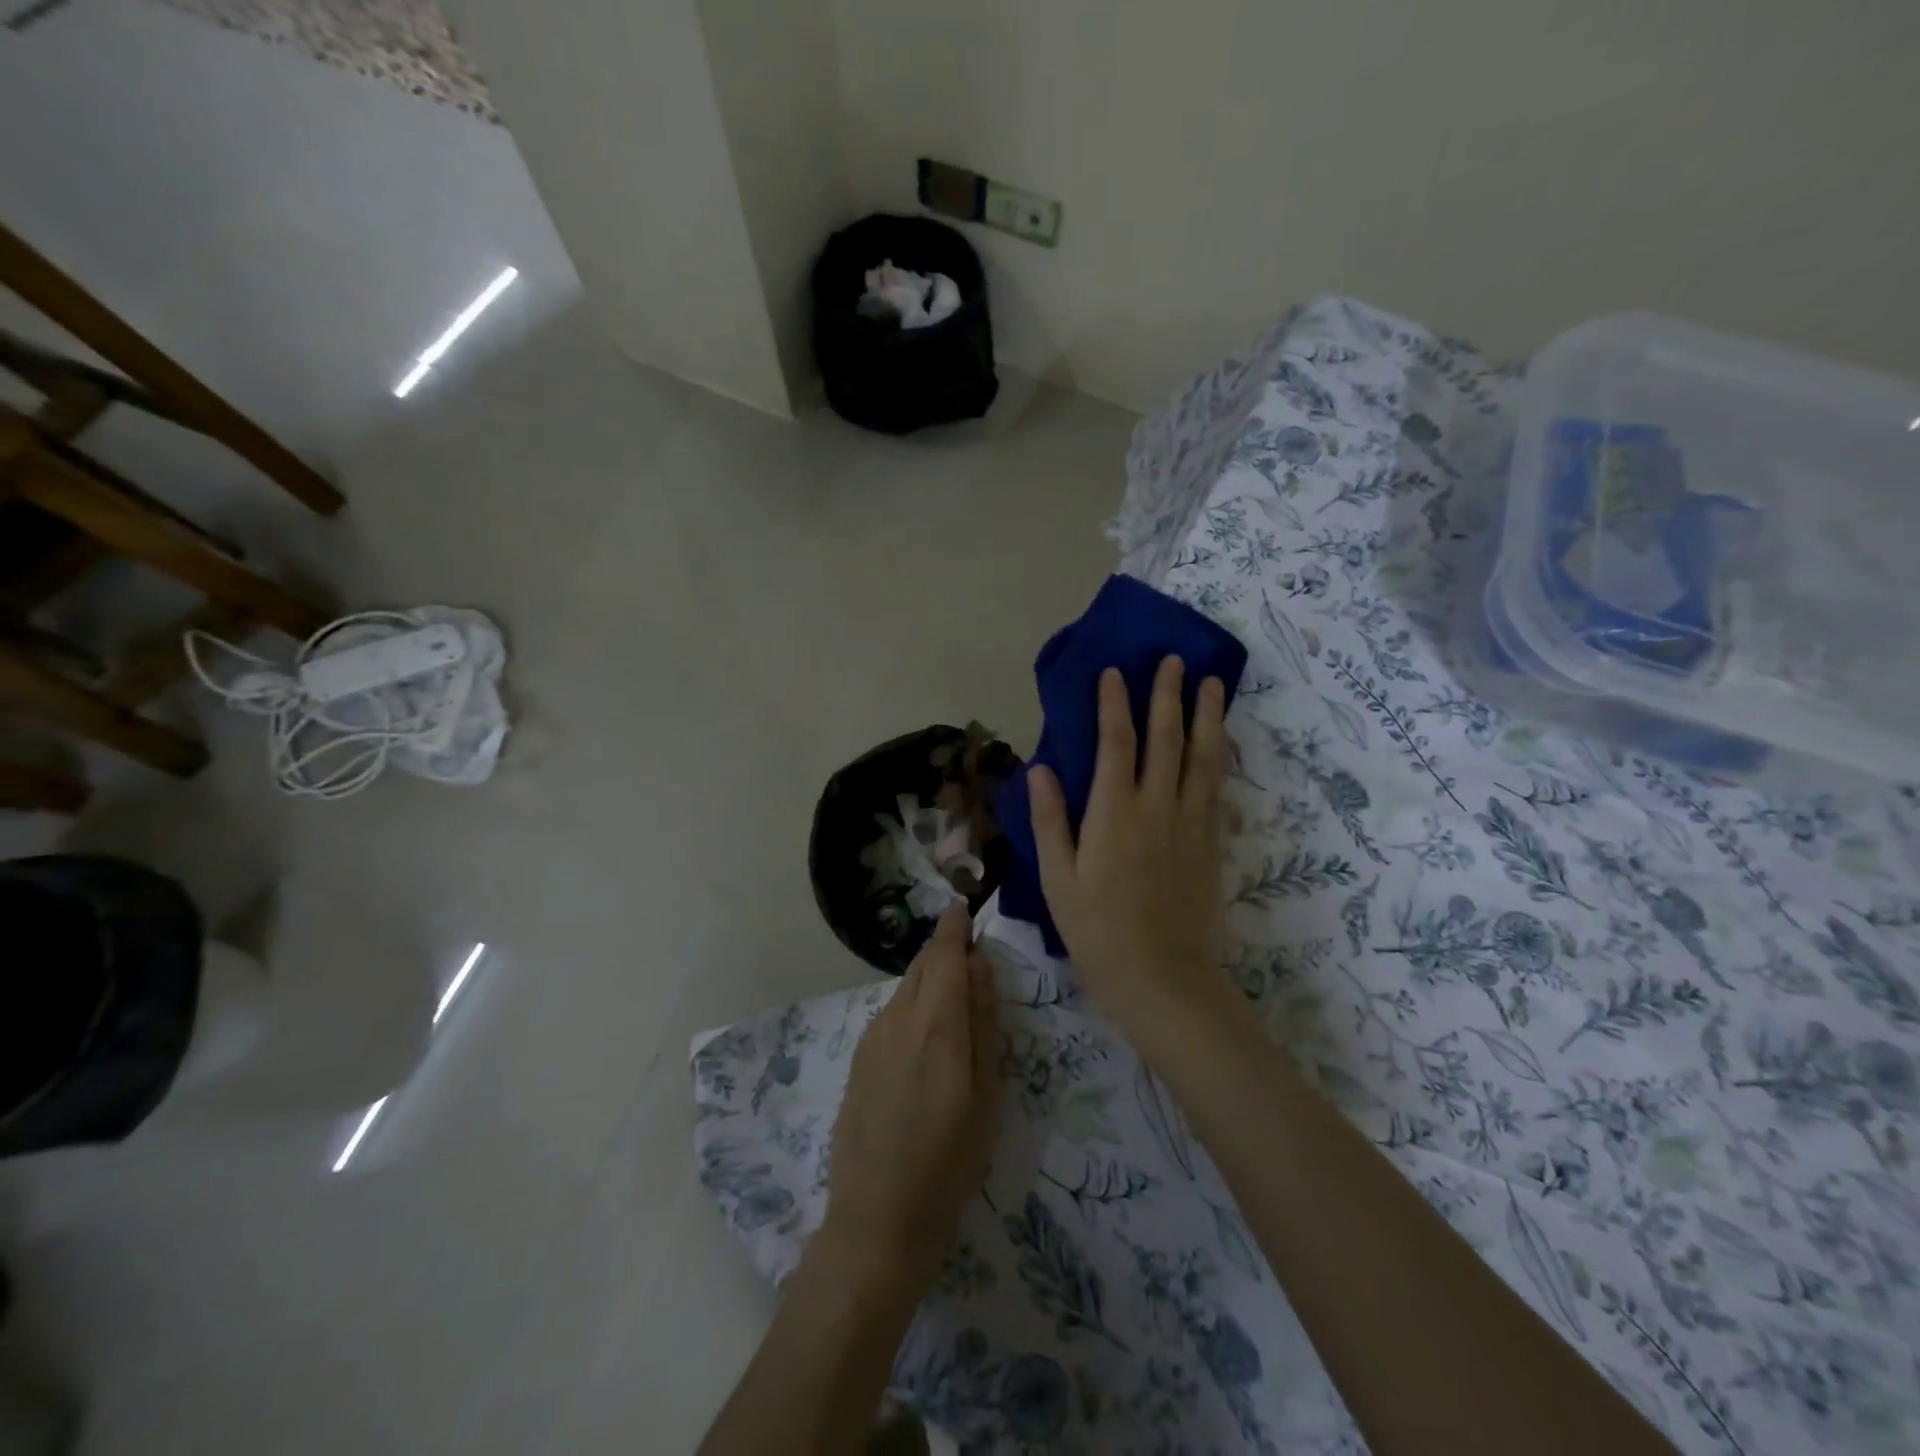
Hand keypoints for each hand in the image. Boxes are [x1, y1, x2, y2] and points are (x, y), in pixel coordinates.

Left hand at [819, 904, 998, 1291]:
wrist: (877, 1219)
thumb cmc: (949, 1160)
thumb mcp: (985, 1092)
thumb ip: (982, 1021)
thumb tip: (979, 965)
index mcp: (934, 1021)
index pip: (943, 952)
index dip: (955, 926)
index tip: (967, 908)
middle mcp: (897, 1017)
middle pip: (921, 965)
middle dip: (945, 952)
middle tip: (972, 959)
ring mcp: (871, 1039)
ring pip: (904, 990)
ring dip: (928, 982)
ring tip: (955, 1003)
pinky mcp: (858, 1061)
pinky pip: (891, 1016)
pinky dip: (913, 1008)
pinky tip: (926, 1041)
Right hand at [1028, 657, 1231, 1035]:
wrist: (1164, 980)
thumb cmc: (1098, 932)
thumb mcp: (1058, 880)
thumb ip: (1051, 820)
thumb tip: (1041, 768)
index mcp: (1114, 813)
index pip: (1116, 743)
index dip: (1115, 704)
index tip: (1114, 672)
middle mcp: (1157, 807)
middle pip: (1166, 739)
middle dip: (1169, 695)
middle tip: (1175, 660)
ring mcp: (1191, 824)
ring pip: (1202, 757)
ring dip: (1207, 716)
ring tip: (1213, 683)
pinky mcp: (1212, 843)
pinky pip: (1218, 788)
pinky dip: (1220, 757)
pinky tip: (1223, 742)